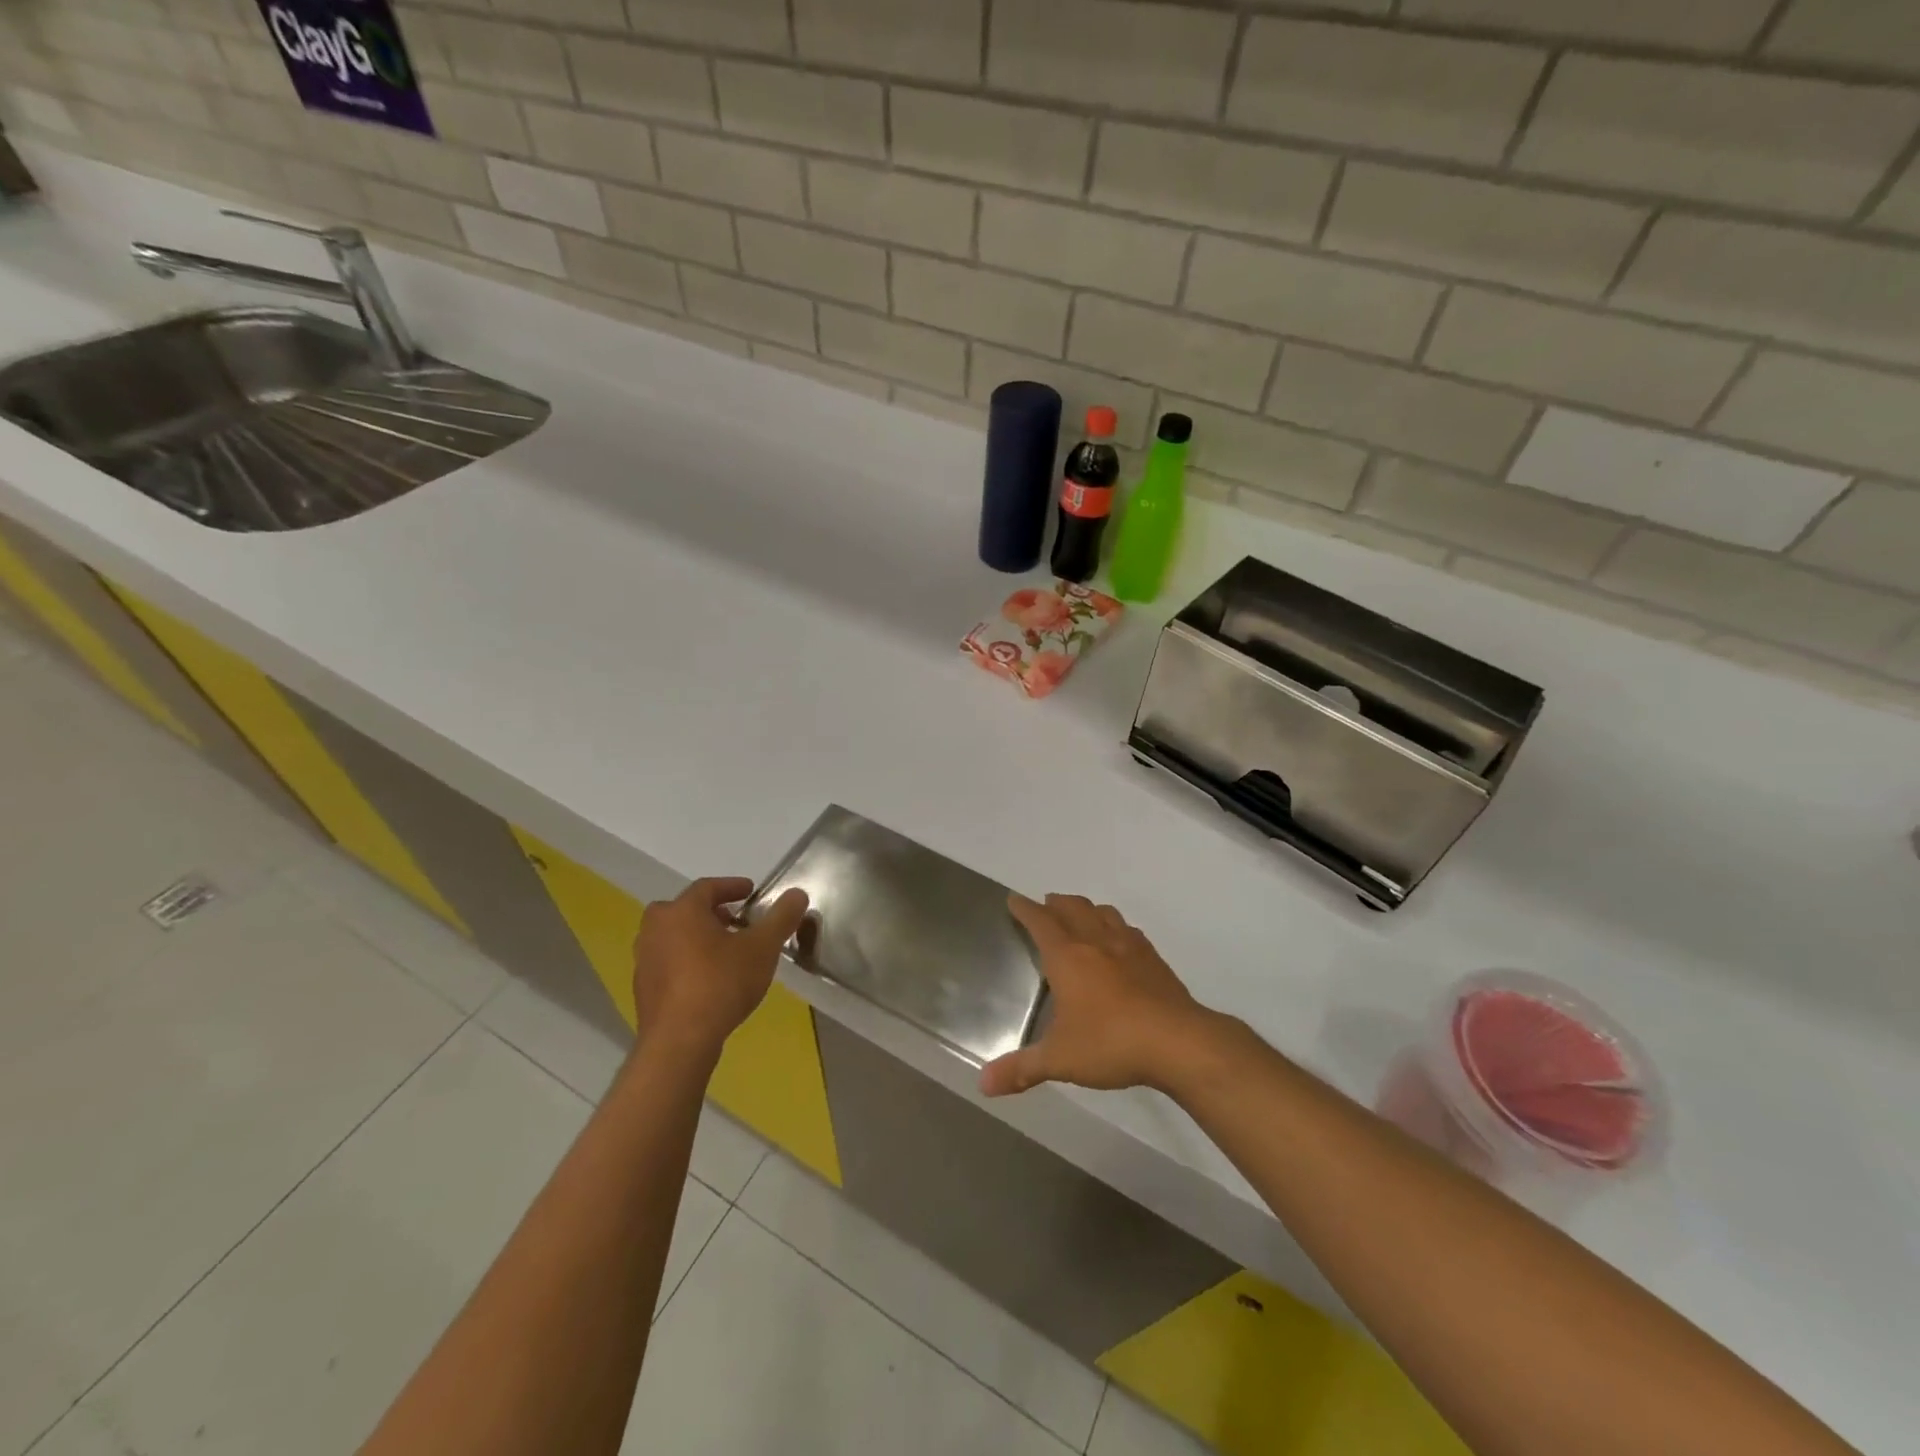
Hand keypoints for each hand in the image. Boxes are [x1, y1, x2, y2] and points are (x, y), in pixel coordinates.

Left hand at [630, 878, 809, 1059]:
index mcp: (682, 911)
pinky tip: (706, 980)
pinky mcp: (642, 988)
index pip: (707, 887)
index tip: (750, 892)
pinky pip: (667, 962)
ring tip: (723, 951)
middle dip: (710, 912)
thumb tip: (797, 894)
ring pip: (673, 936)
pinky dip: (685, 961)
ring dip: (696, 937)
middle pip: (684, 910)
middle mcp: (656, 928)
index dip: (732, 887)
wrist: (679, 1041)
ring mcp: (644, 959)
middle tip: (734, 921)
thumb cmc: (721, 983)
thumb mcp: (762, 948)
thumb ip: (781, 917)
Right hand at [981, 893, 1218, 1097]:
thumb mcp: (1060, 1059)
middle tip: (1045, 905)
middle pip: (1072, 907)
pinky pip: (1128, 930)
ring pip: (1102, 913)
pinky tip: (1119, 942)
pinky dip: (1115, 927)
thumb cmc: (1110, 1043)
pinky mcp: (1153, 959)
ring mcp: (1128, 946)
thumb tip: (984, 1084)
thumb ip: (1022, 1069)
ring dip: (1086, 909)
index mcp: (1067, 956)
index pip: (1040, 921)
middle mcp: (1095, 941)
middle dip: (1055, 903)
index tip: (1014, 900)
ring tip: (1079, 916)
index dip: (1024, 909)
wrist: (1177, 1041)